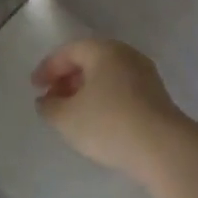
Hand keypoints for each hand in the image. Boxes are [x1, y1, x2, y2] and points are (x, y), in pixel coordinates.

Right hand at [31, 38, 192, 184]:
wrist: (163, 147)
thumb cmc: (108, 124)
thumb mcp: (66, 118)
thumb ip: (49, 106)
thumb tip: (46, 100)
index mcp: (104, 50)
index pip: (69, 51)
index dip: (48, 68)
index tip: (34, 87)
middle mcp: (126, 55)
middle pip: (90, 60)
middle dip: (67, 78)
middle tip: (52, 98)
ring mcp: (145, 74)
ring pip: (107, 76)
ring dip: (86, 90)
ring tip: (72, 112)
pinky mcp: (156, 96)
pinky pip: (122, 89)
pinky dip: (104, 99)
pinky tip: (98, 121)